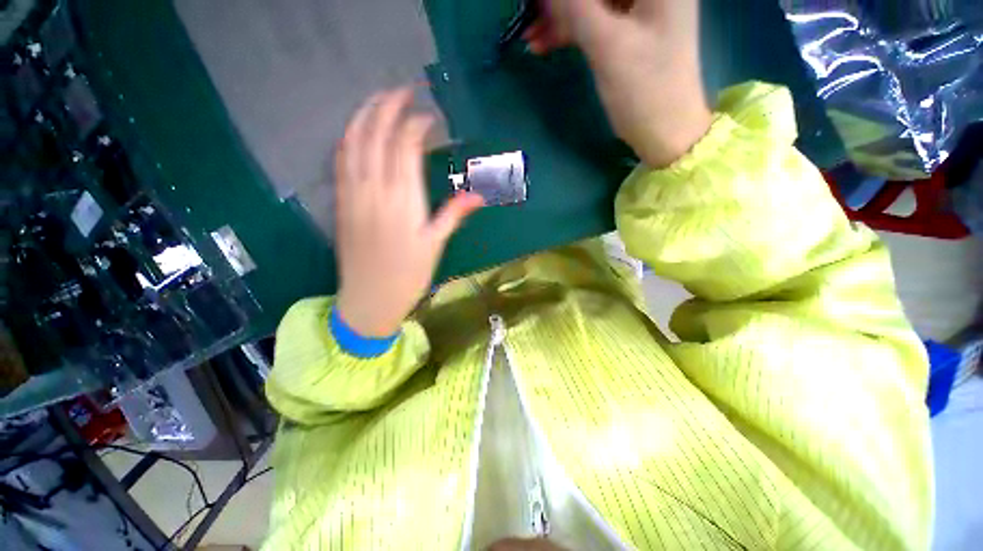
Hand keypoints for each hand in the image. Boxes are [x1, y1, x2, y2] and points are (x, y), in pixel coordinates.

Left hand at [334, 89, 484, 336]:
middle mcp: (375, 189)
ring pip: (353, 141)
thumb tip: (478, 194)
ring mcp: (353, 193)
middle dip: (389, 106)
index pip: (406, 146)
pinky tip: (356, 129)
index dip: (417, 125)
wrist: (369, 298)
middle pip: (377, 134)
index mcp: (403, 200)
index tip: (430, 118)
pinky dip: (349, 137)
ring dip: (365, 114)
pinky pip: (341, 160)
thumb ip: (453, 214)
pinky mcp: (341, 201)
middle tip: (403, 90)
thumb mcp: (435, 245)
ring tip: (378, 99)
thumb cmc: (408, 275)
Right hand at [525, 0, 711, 167]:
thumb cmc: (645, 89)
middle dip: (561, 1)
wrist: (664, 132)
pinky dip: (569, 31)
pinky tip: (543, 44)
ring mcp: (639, 10)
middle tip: (530, 14)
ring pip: (592, 2)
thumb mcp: (608, 46)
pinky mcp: (628, 32)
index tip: (539, 1)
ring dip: (560, 17)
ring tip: (529, 35)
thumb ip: (576, 8)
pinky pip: (593, 21)